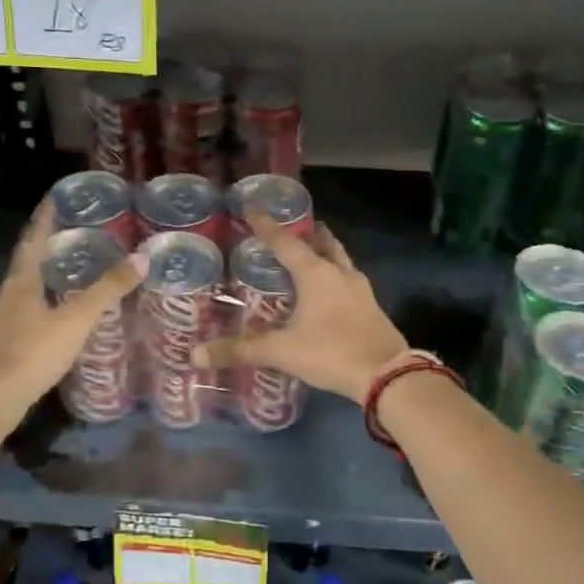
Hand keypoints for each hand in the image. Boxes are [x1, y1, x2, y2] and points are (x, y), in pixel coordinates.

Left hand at [0, 204, 143, 429]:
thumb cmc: (32, 353)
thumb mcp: (77, 320)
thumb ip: (108, 290)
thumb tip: (143, 257)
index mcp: (20, 282)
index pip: (33, 240)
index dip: (44, 218)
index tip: (54, 198)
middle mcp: (2, 296)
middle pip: (24, 265)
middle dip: (45, 251)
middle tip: (70, 242)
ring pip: (18, 293)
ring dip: (39, 283)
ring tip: (63, 281)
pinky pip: (17, 318)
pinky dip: (33, 311)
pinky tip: (46, 324)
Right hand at [194, 212, 406, 404]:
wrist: (386, 374)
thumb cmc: (330, 352)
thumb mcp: (282, 352)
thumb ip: (241, 350)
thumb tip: (197, 355)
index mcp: (315, 274)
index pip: (285, 242)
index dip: (266, 226)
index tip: (252, 208)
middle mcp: (340, 274)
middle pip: (323, 243)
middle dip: (308, 233)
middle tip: (294, 227)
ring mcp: (361, 290)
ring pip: (341, 261)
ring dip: (327, 253)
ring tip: (313, 253)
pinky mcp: (372, 308)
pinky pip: (350, 283)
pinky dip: (337, 278)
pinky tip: (331, 292)